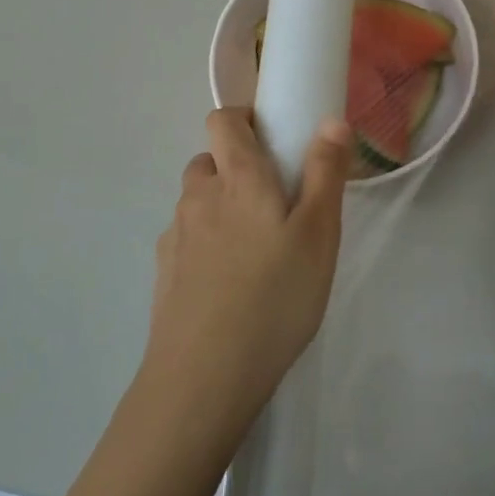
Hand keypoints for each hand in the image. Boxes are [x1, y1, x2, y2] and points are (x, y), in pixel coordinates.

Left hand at [145, 107, 352, 441]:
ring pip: (197, 202)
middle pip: (209, 161)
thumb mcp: (319, 235)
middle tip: (274, 204)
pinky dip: (205, 244)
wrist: (205, 377)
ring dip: (220, 207)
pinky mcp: (163, 272)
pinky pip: (186, 239)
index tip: (272, 139)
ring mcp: (175, 235)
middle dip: (236, 168)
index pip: (223, 120)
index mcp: (238, 179)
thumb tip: (331, 120)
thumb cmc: (275, 297)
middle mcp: (199, 196)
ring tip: (254, 250)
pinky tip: (228, 283)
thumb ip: (325, 173)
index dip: (243, 118)